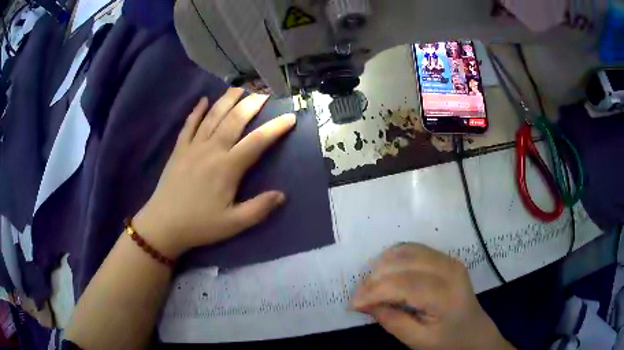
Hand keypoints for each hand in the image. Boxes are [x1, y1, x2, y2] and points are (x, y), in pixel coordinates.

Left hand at [133, 88, 295, 257]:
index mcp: (227, 167)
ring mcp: (193, 146)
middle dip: (252, 104)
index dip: (276, 128)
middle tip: (265, 92)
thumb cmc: (200, 225)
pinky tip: (203, 100)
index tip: (290, 117)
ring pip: (213, 116)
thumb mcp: (233, 224)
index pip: (257, 142)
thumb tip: (281, 195)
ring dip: (227, 100)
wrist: (164, 224)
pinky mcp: (179, 149)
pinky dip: (197, 111)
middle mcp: (212, 150)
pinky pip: (189, 124)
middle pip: (235, 120)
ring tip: (240, 88)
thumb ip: (259, 209)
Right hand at [351, 243, 514, 349]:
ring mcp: (448, 260)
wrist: (474, 331)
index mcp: (446, 294)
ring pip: (406, 250)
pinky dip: (393, 258)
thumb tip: (363, 303)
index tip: (353, 305)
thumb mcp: (418, 341)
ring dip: (382, 265)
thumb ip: (391, 321)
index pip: (404, 284)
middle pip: (403, 262)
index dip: (374, 291)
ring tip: (369, 286)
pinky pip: (413, 248)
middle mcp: (449, 269)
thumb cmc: (448, 340)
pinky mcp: (445, 258)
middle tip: (359, 297)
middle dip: (374, 278)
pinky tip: (384, 272)